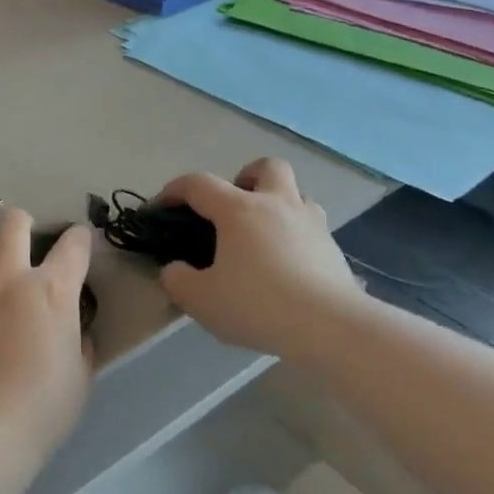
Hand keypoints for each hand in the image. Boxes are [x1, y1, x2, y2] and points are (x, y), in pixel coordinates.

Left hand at [0, 208, 92, 459]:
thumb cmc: (40, 412)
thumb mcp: (79, 377)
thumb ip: (77, 342)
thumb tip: (72, 330)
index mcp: (49, 291)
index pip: (73, 245)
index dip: (80, 238)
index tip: (79, 242)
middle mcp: (4, 279)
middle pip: (12, 223)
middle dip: (19, 221)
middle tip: (20, 237)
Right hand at [154, 158, 362, 359]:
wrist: (328, 326)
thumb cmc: (257, 305)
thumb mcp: (201, 300)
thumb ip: (178, 281)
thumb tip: (174, 269)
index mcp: (239, 210)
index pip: (199, 184)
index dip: (174, 190)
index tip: (160, 207)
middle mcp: (277, 204)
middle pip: (265, 167)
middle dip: (246, 177)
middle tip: (233, 208)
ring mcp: (312, 223)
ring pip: (296, 194)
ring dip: (277, 205)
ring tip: (264, 237)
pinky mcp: (334, 248)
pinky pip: (312, 228)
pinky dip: (296, 237)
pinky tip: (288, 266)